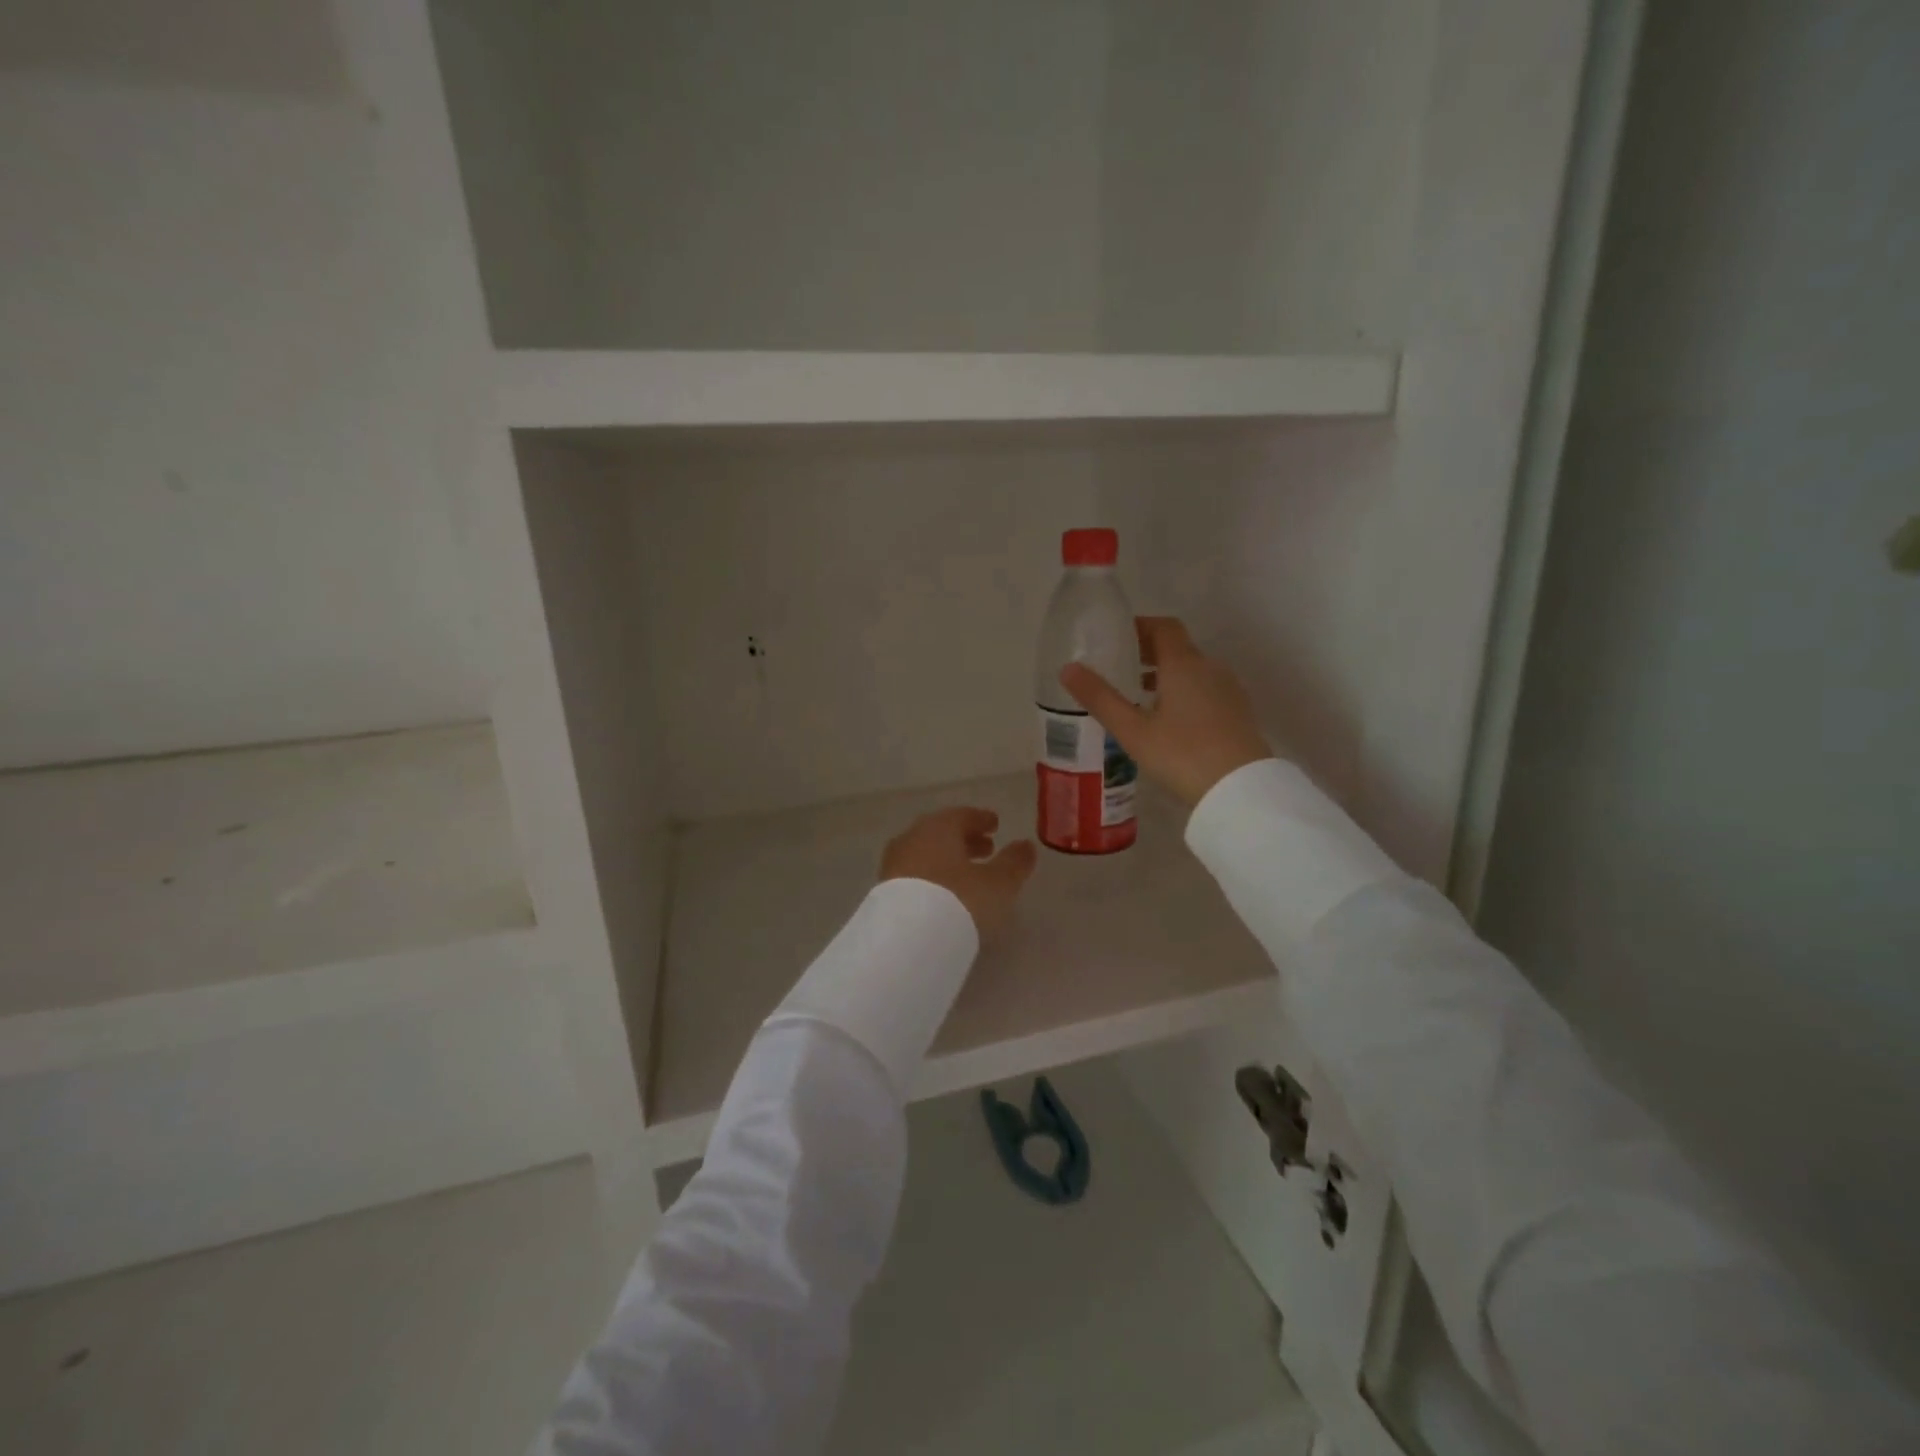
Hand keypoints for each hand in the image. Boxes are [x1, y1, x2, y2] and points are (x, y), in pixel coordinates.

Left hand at [880, 807, 1037, 938]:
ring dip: (947, 859)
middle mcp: (912, 838)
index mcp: (939, 827)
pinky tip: (944, 894)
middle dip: (965, 839)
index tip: (995, 825)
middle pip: (941, 833)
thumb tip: (1026, 845)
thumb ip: (1014, 862)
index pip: (962, 815)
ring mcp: (894, 864)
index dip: (981, 819)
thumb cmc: (959, 900)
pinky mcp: (884, 892)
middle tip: (986, 849)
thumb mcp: (998, 883)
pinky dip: (932, 877)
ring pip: (926, 853)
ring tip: (968, 874)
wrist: (907, 939)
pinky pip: (914, 875)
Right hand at [1059, 617, 1272, 807]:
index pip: (1163, 627)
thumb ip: (1100, 698)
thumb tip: (1068, 668)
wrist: (1240, 790)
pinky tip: (1167, 720)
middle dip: (1148, 652)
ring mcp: (1228, 690)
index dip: (1140, 626)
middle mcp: (1210, 668)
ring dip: (1166, 674)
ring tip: (1139, 696)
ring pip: (1193, 670)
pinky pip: (1206, 689)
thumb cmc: (1182, 754)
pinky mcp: (1238, 712)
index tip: (1116, 637)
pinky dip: (1183, 691)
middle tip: (1120, 668)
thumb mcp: (1133, 730)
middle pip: (1178, 647)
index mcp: (1184, 664)